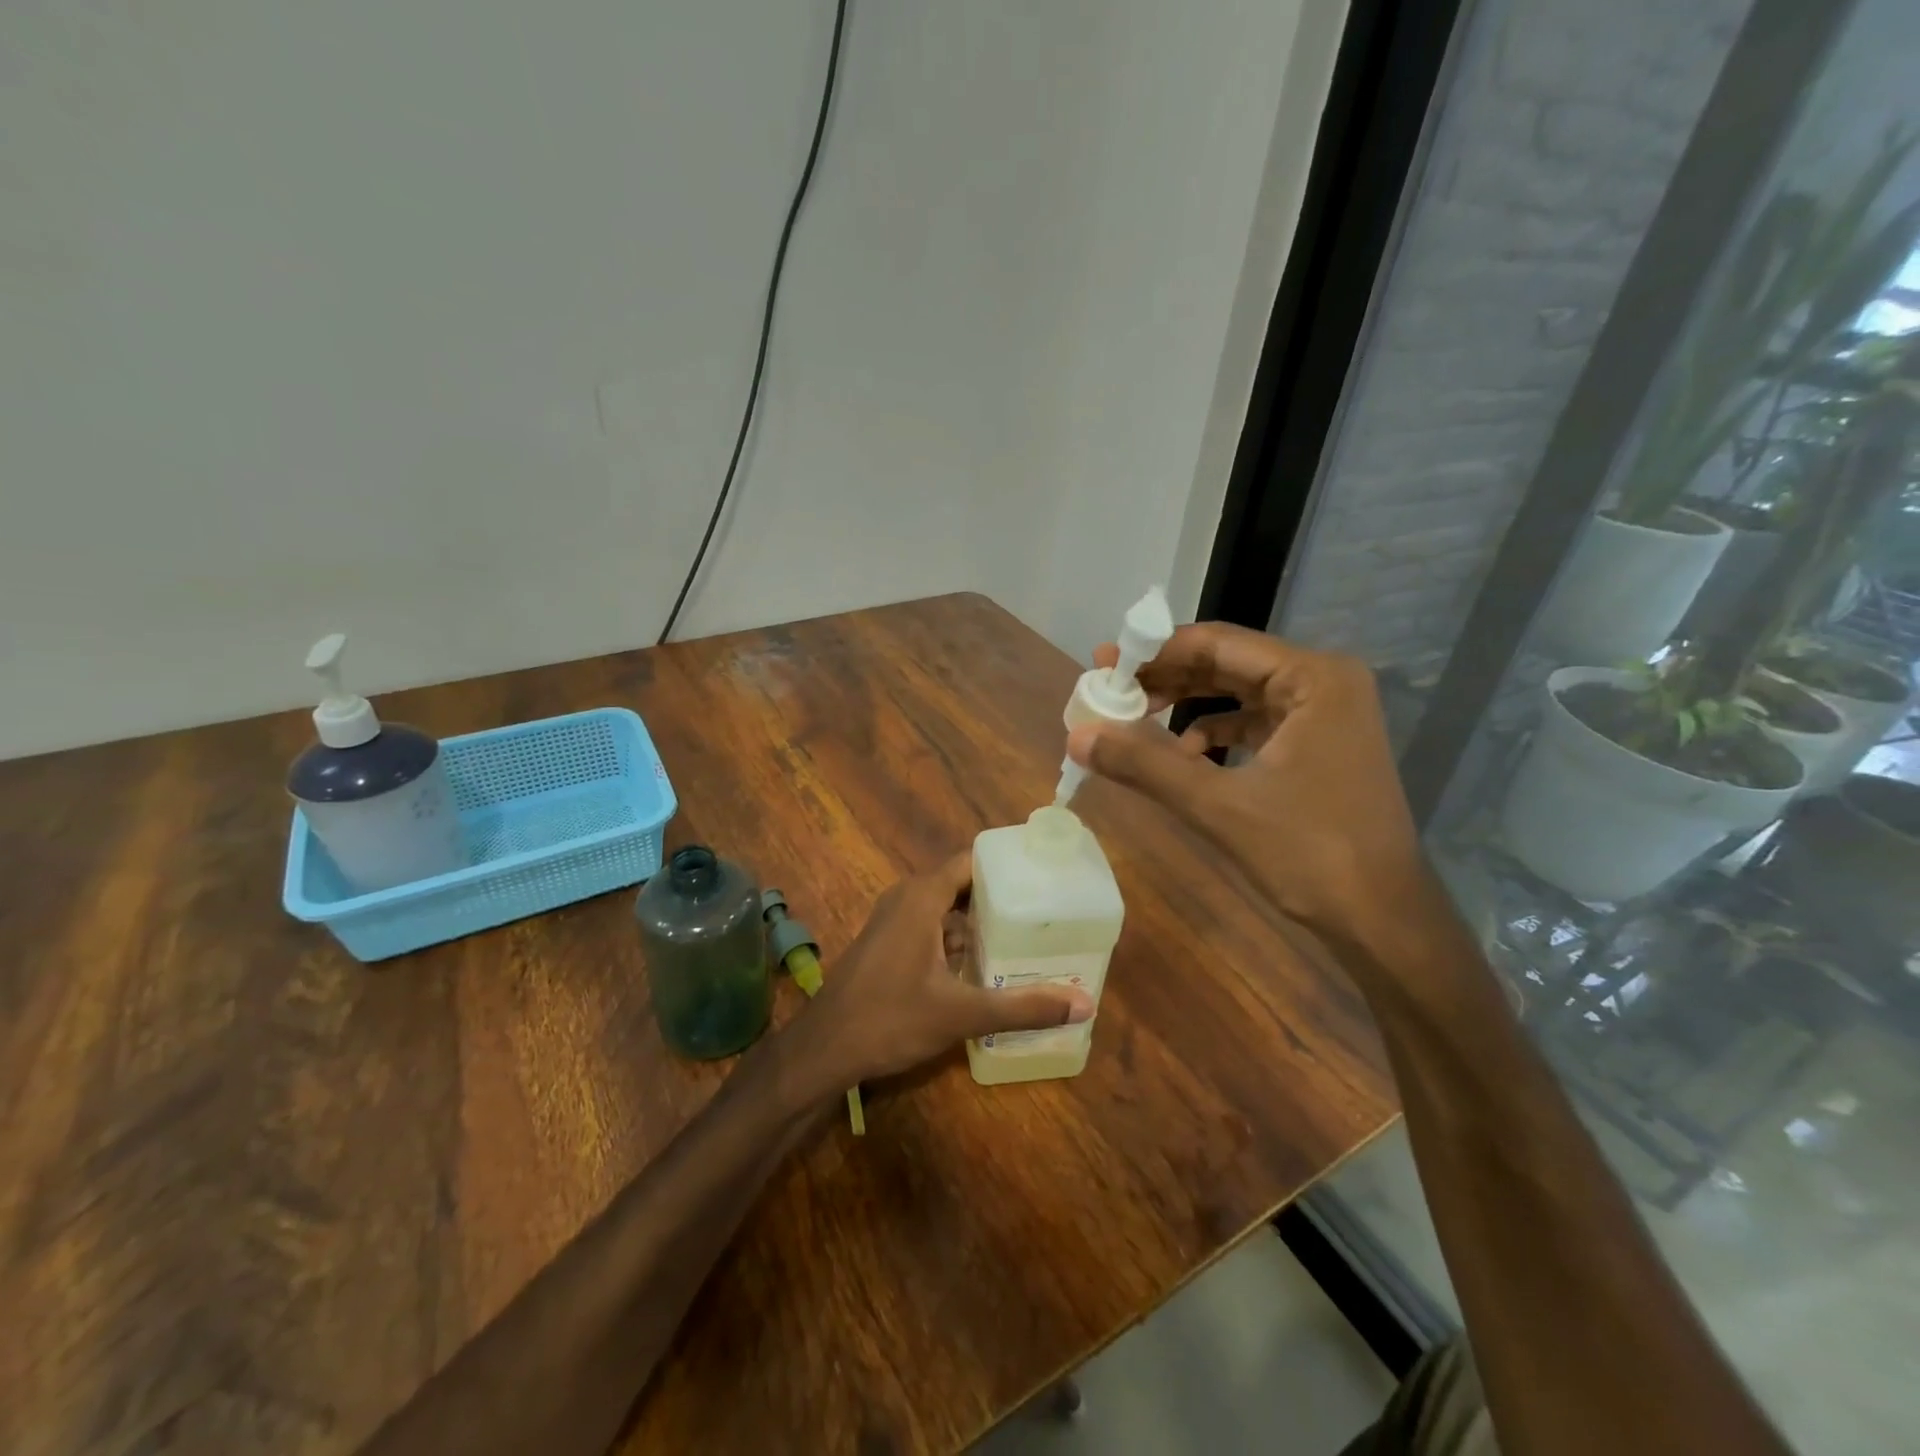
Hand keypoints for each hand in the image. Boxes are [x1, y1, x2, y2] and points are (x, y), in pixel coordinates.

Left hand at [799, 854, 1093, 1087]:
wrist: (823, 1049)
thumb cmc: (890, 1019)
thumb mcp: (961, 1014)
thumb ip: (1022, 1007)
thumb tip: (1083, 1004)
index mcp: (921, 897)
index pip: (971, 861)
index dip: (1006, 865)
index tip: (1044, 876)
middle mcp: (906, 898)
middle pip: (962, 884)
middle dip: (1000, 897)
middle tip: (1045, 910)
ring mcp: (892, 921)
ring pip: (945, 909)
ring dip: (978, 922)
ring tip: (1025, 936)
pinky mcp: (887, 944)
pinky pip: (930, 927)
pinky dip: (957, 939)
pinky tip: (984, 966)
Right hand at [1071, 624, 1435, 958]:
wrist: (1383, 921)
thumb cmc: (1310, 854)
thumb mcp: (1218, 805)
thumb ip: (1145, 764)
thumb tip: (1077, 736)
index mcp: (1312, 677)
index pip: (1216, 643)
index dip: (1152, 651)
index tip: (1101, 664)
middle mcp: (1323, 682)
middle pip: (1227, 663)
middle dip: (1165, 677)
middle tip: (1108, 690)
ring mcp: (1325, 715)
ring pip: (1238, 693)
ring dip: (1185, 703)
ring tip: (1133, 717)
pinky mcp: (1319, 746)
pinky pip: (1254, 722)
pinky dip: (1213, 732)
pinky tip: (1181, 753)